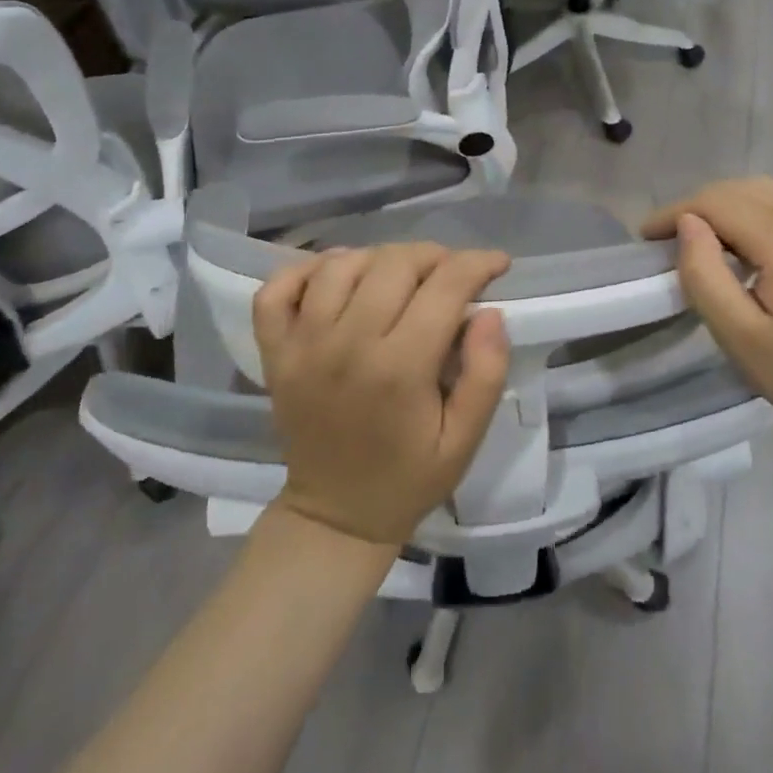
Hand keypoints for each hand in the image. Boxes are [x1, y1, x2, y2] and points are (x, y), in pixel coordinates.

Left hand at [254, 243, 512, 545]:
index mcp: (399, 369)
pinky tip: (336, 276)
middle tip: (451, 274)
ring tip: (400, 275)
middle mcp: (346, 345)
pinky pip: (278, 288)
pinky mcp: (275, 352)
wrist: (335, 515)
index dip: (477, 264)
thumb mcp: (466, 439)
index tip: (497, 263)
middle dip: (434, 256)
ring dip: (379, 258)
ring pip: (341, 265)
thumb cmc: (409, 477)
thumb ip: (486, 374)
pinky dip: (306, 269)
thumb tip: (490, 313)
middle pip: (393, 264)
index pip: (444, 287)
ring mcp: (302, 346)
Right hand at [642, 178, 772, 454]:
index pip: (716, 202)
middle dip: (695, 205)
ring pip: (764, 192)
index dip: (674, 212)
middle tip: (665, 240)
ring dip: (724, 205)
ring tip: (698, 239)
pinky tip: (740, 244)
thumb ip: (705, 274)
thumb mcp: (740, 335)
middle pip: (739, 189)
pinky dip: (751, 211)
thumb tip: (687, 224)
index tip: (643, 237)